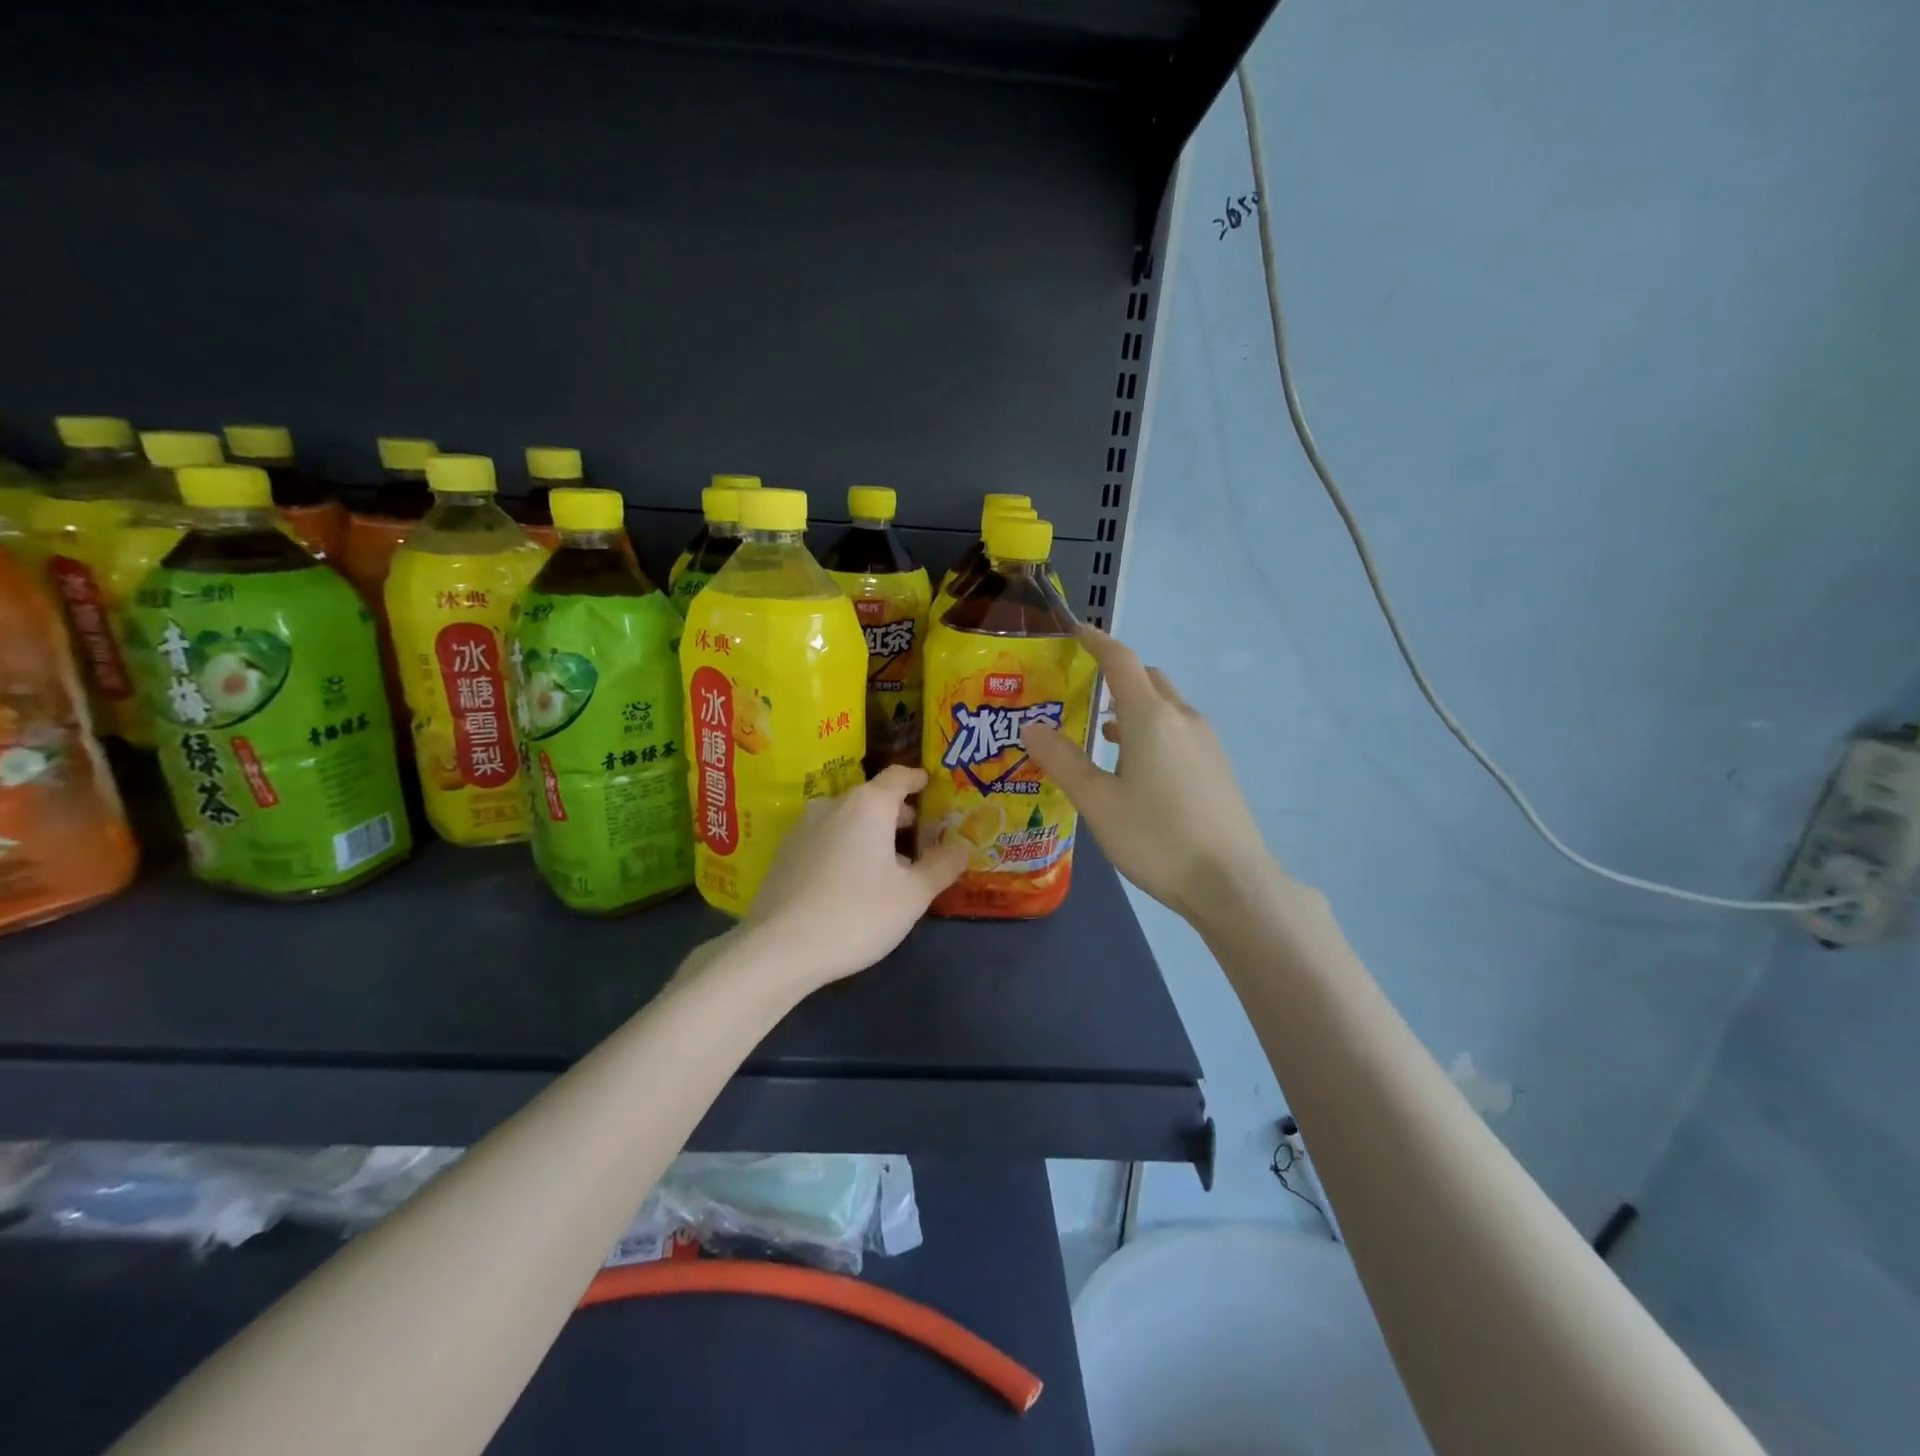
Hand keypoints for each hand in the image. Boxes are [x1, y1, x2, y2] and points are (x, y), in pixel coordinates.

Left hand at [742, 765, 969, 992]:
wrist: (780, 948)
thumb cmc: (857, 914)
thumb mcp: (912, 895)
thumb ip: (941, 866)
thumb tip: (963, 846)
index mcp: (868, 805)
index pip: (898, 777)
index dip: (916, 779)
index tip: (928, 784)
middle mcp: (833, 805)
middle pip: (871, 798)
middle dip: (895, 813)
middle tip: (917, 834)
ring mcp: (802, 828)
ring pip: (845, 820)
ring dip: (868, 833)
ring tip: (886, 864)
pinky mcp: (783, 854)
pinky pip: (824, 839)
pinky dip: (843, 847)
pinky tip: (850, 881)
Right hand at [1024, 627, 1278, 920]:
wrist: (1231, 882)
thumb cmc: (1156, 838)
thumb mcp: (1098, 802)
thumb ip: (1063, 760)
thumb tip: (1030, 725)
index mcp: (1151, 718)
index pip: (1121, 661)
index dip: (1096, 642)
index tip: (1074, 631)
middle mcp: (1182, 718)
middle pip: (1146, 679)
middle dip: (1115, 675)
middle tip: (1080, 691)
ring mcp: (1206, 742)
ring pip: (1164, 706)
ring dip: (1134, 706)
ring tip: (1101, 732)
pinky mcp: (1216, 766)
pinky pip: (1178, 730)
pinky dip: (1151, 729)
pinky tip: (1135, 765)